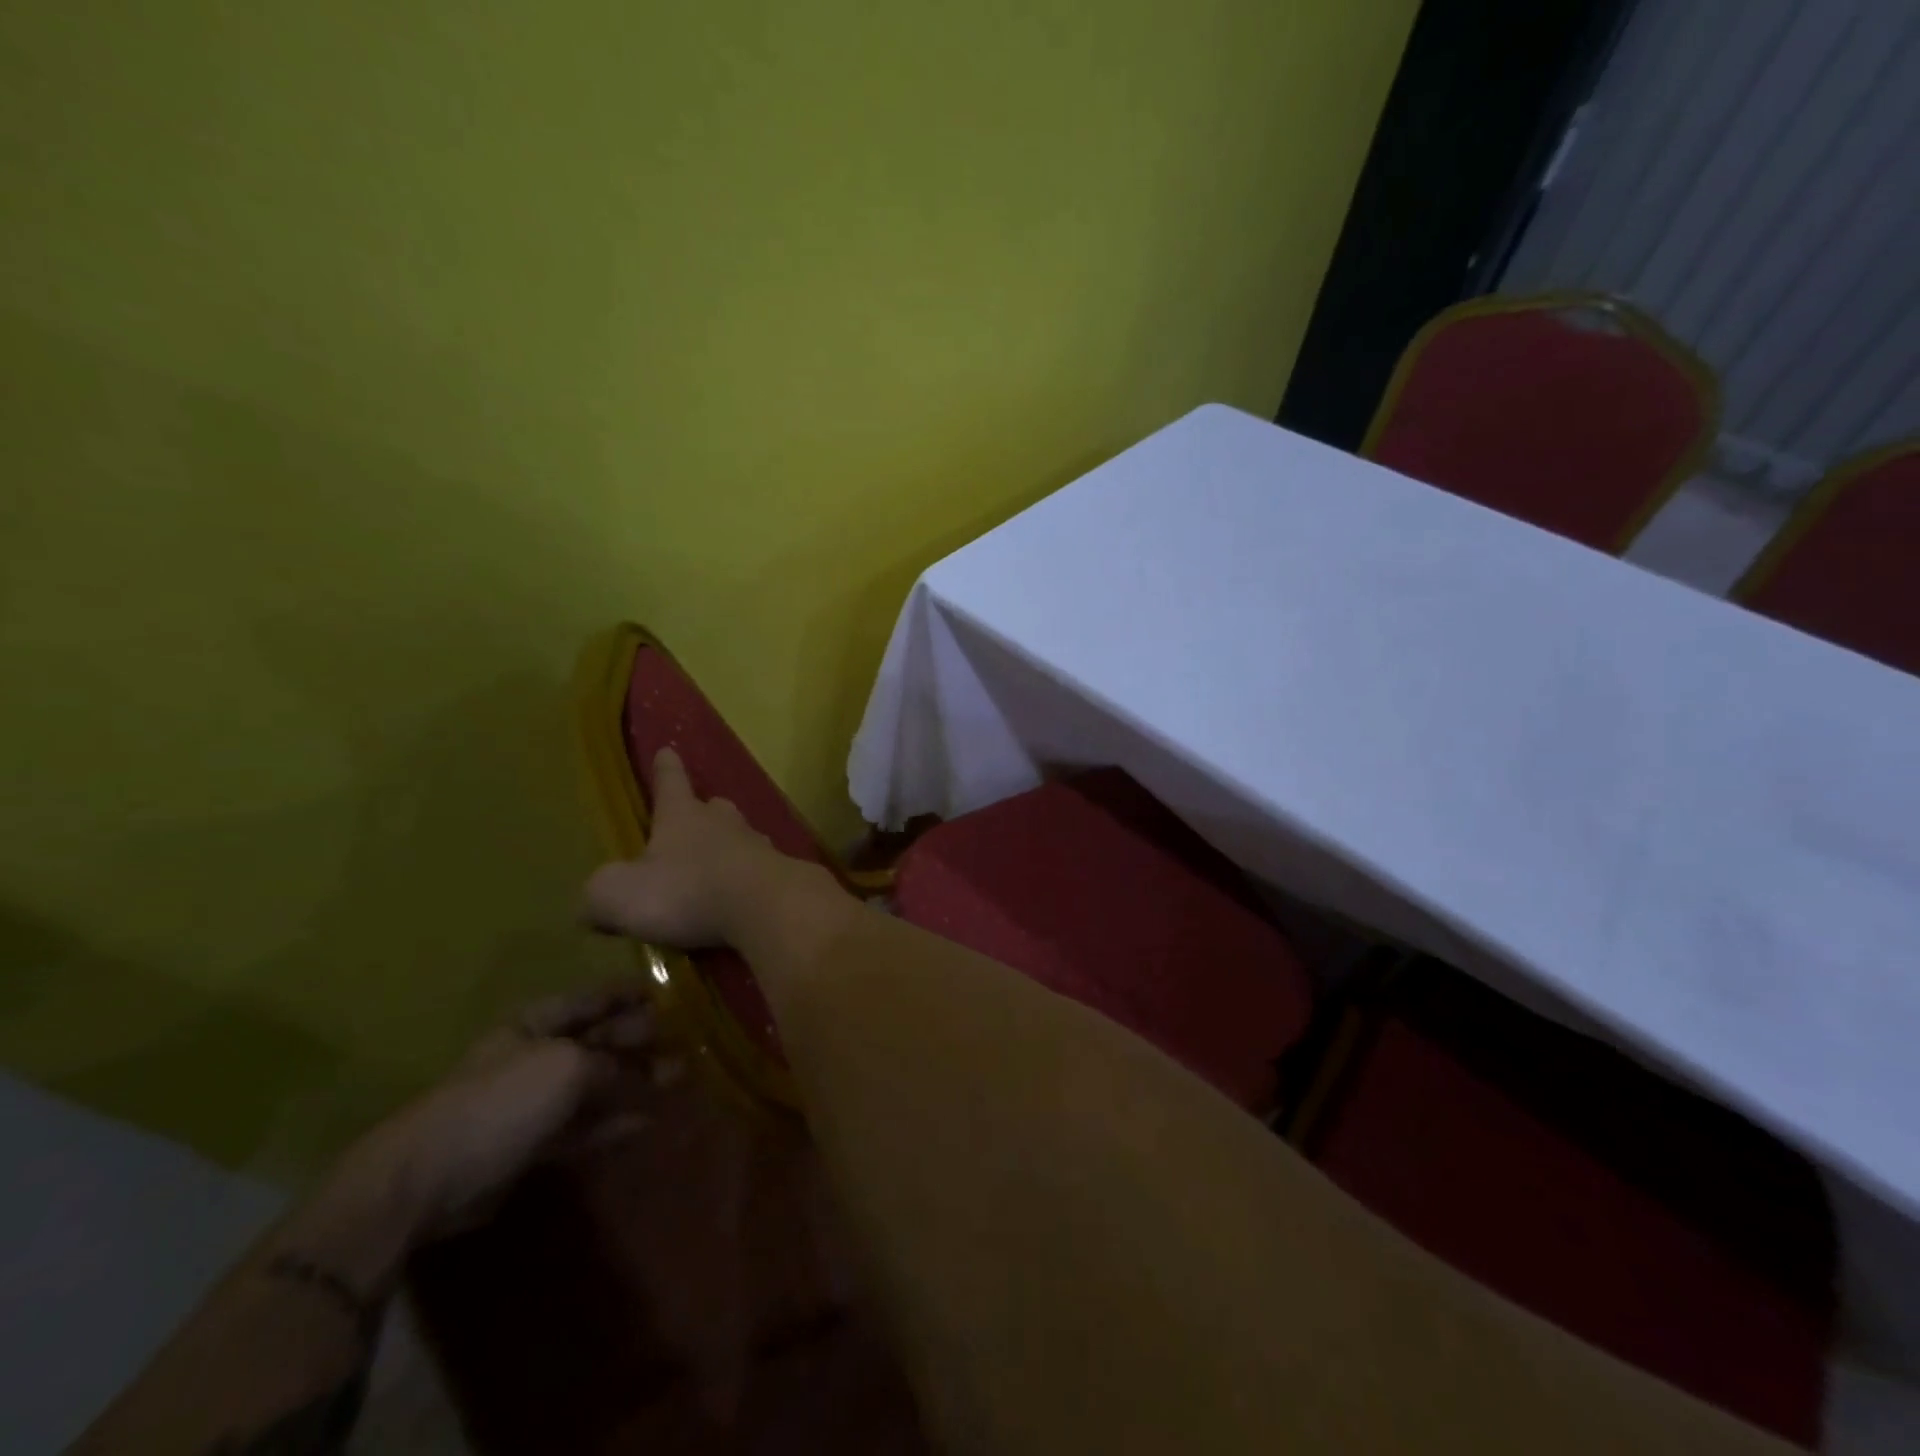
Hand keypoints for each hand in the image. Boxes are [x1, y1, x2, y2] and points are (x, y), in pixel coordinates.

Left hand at [341, 987, 658, 1243]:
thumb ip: (610, 1062)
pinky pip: (584, 1125)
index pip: (593, 998)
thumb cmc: (501, 1101)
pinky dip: (613, 1123)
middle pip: (599, 1040)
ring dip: (636, 1081)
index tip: (667, 992)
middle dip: (641, 1038)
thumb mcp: (567, 1067)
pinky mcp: (533, 1143)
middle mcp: (538, 1054)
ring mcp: (534, 1101)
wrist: (428, 1177)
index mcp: (538, 1023)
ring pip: (597, 1084)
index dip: (629, 993)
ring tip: (679, 1078)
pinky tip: (646, 1122)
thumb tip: (640, 1068)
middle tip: (687, 1039)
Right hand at [581, 747, 794, 947]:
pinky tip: (743, 897)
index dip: (665, 769)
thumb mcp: (619, 895)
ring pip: (740, 837)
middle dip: (702, 811)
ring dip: (728, 847)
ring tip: (716, 865)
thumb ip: (600, 893)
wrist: (766, 906)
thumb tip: (594, 901)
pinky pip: (759, 871)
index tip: (667, 750)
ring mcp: (758, 846)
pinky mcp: (781, 874)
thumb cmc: (686, 891)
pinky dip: (748, 880)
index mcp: (682, 815)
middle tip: (694, 817)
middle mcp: (723, 822)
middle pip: (712, 808)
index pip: (670, 783)